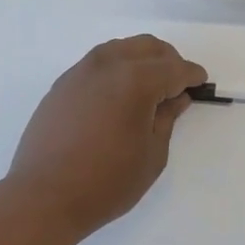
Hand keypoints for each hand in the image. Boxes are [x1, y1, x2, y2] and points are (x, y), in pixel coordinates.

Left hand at [3, 35, 207, 242]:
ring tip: (149, 88)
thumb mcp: (152, 155)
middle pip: (148, 47)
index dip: (192, 75)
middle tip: (178, 85)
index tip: (201, 84)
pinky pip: (98, 63)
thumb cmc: (106, 182)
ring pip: (121, 49)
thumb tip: (175, 98)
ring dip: (141, 60)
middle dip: (169, 61)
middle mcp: (108, 64)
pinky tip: (119, 95)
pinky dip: (117, 69)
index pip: (174, 68)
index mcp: (136, 80)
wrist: (43, 197)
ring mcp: (81, 71)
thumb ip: (167, 118)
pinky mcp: (63, 83)